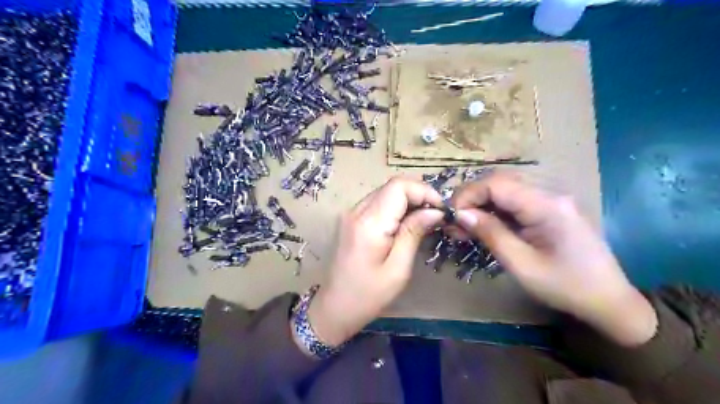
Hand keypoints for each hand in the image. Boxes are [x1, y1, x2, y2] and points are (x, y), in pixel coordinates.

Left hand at [307, 178, 445, 345]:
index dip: (424, 191)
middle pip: (392, 186)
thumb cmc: (368, 295)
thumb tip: (435, 211)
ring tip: (424, 220)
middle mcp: (356, 211)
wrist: (335, 306)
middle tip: (436, 216)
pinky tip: (405, 224)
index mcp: (369, 223)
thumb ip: (414, 233)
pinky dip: (395, 207)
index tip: (441, 210)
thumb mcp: (398, 268)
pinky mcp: (350, 219)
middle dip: (418, 195)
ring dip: (408, 200)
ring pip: (385, 192)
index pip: (399, 186)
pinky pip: (377, 202)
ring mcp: (350, 213)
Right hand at [451, 173, 655, 345]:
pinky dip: (496, 212)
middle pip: (500, 182)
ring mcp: (552, 200)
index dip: (468, 195)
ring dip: (482, 205)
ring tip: (464, 226)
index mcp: (546, 205)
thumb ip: (490, 234)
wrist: (609, 301)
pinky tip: (484, 226)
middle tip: (454, 221)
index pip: (497, 184)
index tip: (451, 215)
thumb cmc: (566, 287)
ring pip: (506, 190)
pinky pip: (517, 202)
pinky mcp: (551, 210)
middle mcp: (550, 194)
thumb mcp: (521, 264)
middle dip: (472, 198)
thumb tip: (461, 214)